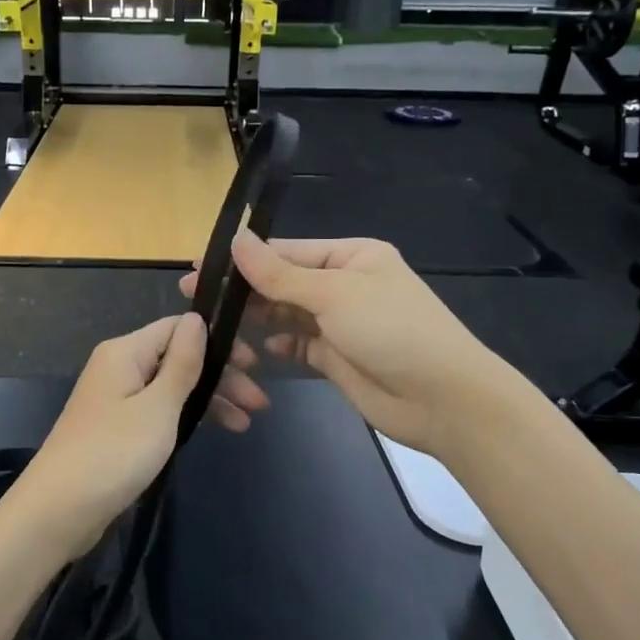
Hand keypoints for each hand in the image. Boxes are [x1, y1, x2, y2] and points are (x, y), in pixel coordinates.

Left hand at [4, 314, 263, 562]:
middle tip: (259, 403)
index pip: (178, 328)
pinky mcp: (117, 428)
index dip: (217, 341)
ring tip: (246, 423)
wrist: (58, 510)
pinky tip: (215, 430)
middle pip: (178, 358)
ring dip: (209, 399)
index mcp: (125, 352)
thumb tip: (197, 318)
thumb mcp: (158, 406)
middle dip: (220, 376)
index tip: (253, 365)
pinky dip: (188, 417)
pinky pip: (160, 410)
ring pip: (172, 387)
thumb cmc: (113, 453)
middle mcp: (119, 367)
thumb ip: (182, 363)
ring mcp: (117, 399)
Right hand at [182, 232, 513, 459]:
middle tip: (196, 299)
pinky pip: (298, 344)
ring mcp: (341, 323)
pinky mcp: (337, 357)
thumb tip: (235, 239)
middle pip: (284, 282)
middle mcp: (345, 284)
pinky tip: (258, 348)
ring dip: (259, 317)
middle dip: (245, 290)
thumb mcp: (333, 294)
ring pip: (288, 314)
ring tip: (219, 325)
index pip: (287, 251)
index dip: (244, 259)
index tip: (200, 269)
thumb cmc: (391, 331)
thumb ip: (279, 273)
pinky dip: (279, 344)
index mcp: (351, 256)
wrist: (442, 399)